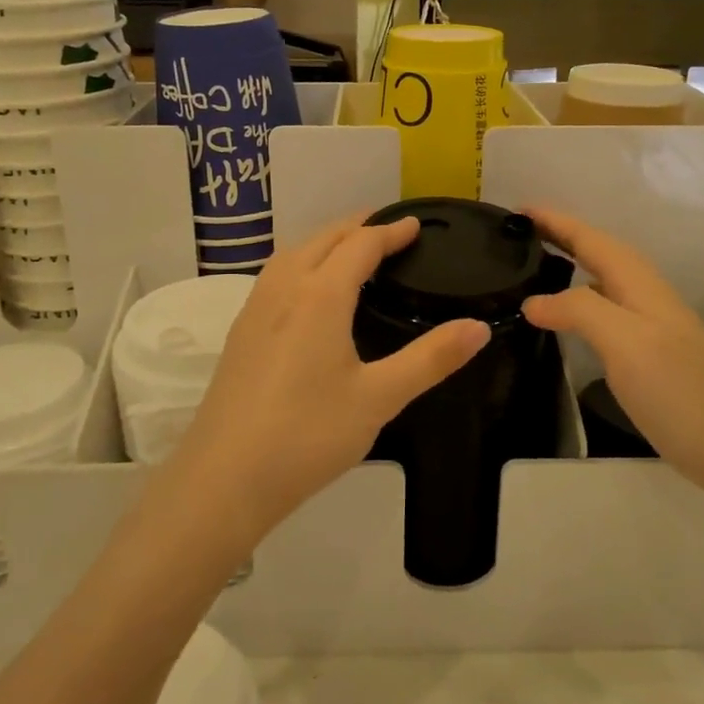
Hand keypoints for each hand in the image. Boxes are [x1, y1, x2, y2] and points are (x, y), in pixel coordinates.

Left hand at [169, 215, 489, 548]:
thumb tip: (479, 327)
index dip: (390, 231)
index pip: (360, 245)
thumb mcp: (379, 398)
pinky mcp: (240, 334)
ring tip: (351, 252)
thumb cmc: (308, 435)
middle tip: (388, 230)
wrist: (225, 478)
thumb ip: (431, 359)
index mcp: (320, 296)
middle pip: (323, 239)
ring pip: (292, 254)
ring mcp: (254, 310)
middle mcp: (284, 290)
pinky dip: (302, 263)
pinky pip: (275, 277)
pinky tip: (308, 293)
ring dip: (325, 242)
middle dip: (357, 227)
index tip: (415, 226)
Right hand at [520, 208, 703, 501]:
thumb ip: (579, 311)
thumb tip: (533, 301)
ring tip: (535, 270)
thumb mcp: (626, 343)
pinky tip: (568, 324)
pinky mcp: (652, 360)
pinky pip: (607, 316)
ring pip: (605, 284)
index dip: (557, 222)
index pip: (593, 240)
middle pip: (601, 255)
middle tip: (520, 236)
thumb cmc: (681, 392)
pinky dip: (580, 305)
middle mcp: (648, 299)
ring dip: (572, 269)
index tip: (518, 209)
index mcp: (641, 286)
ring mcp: (653, 330)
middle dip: (563, 238)